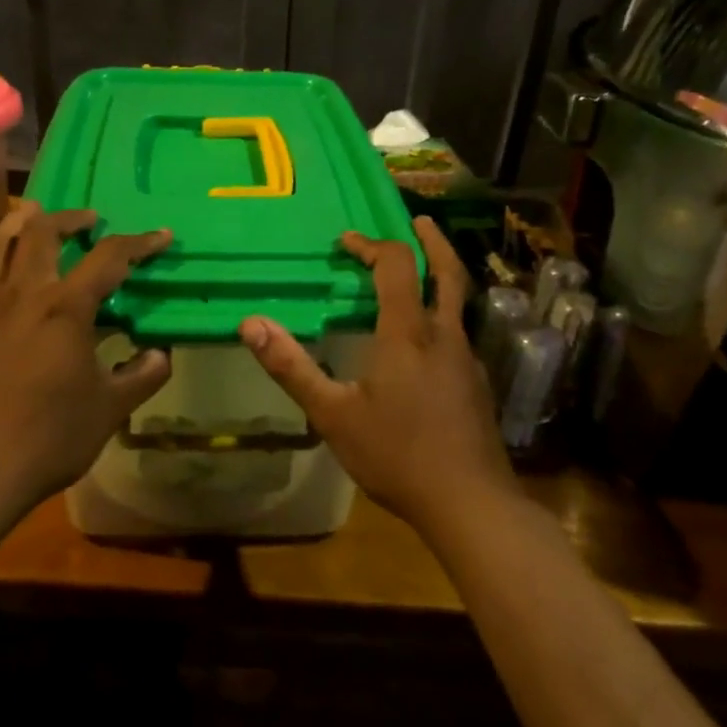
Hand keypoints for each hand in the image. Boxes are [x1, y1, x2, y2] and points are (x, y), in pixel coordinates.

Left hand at [0, 201, 172, 518]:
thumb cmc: (50, 438)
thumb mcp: (111, 409)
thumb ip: (143, 375)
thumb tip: (160, 354)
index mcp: (64, 308)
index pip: (109, 258)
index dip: (140, 243)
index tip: (162, 236)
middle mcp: (23, 295)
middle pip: (41, 231)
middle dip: (70, 217)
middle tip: (92, 219)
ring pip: (2, 244)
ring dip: (27, 223)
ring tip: (43, 217)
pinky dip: (9, 259)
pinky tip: (24, 284)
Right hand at [238, 217, 514, 533]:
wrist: (470, 504)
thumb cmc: (396, 455)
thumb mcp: (332, 414)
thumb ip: (291, 367)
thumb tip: (250, 323)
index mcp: (408, 333)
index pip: (396, 266)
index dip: (371, 246)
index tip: (346, 243)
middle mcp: (444, 335)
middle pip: (446, 271)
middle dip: (430, 242)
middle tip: (418, 221)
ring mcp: (467, 360)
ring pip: (458, 302)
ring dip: (440, 275)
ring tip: (420, 272)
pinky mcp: (476, 384)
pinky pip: (458, 333)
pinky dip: (442, 315)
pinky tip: (426, 342)